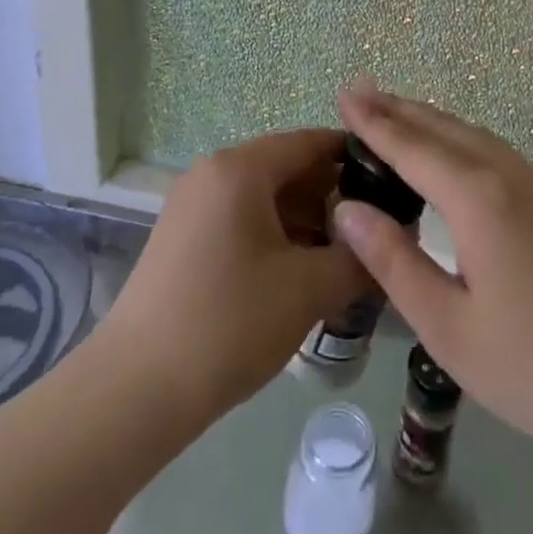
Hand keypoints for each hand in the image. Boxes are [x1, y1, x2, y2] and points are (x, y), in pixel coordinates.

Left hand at [94, 129, 367, 427]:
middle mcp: (213, 172)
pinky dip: (277, 237)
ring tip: (345, 260)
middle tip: (374, 233)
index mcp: (241, 168)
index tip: (394, 184)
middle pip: (289, 168)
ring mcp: (193, 204)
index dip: (357, 159)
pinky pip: (243, 219)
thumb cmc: (229, 323)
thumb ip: (360, 256)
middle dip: (335, 198)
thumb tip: (397, 238)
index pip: (312, 142)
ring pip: (267, 197)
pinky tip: (302, 274)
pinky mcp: (183, 237)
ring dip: (308, 222)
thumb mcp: (308, 289)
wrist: (135, 391)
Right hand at [331, 79, 532, 469]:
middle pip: (443, 128)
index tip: (343, 93)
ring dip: (430, 121)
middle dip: (398, 108)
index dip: (374, 121)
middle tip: (360, 92)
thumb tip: (347, 208)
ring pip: (472, 135)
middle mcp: (507, 174)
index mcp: (477, 198)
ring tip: (395, 114)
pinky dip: (459, 139)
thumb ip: (394, 260)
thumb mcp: (447, 326)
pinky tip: (451, 155)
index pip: (411, 146)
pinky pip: (494, 151)